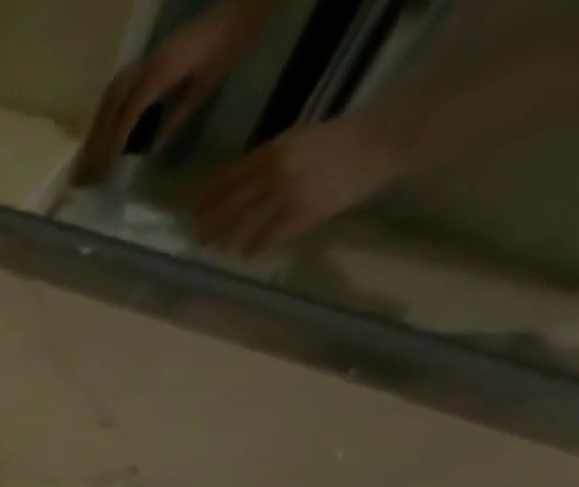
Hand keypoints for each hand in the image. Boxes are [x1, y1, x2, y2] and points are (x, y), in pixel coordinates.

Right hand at [83, 0, 276, 179]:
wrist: (246, 2)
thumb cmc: (231, 43)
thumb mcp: (205, 86)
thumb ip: (176, 118)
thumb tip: (151, 150)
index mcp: (162, 73)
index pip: (128, 113)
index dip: (115, 142)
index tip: (106, 167)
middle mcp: (148, 64)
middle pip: (112, 105)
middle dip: (101, 136)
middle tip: (93, 164)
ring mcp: (149, 56)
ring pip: (112, 94)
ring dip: (101, 122)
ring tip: (96, 147)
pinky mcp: (153, 55)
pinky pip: (122, 84)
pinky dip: (111, 106)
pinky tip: (110, 122)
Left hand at [193, 114, 405, 253]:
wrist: (386, 140)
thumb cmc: (339, 140)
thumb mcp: (298, 140)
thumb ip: (264, 162)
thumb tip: (228, 189)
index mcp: (273, 150)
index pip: (226, 179)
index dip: (206, 199)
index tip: (192, 213)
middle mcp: (275, 173)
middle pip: (227, 207)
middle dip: (208, 226)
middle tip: (197, 239)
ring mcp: (287, 195)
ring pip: (242, 226)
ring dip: (226, 240)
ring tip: (218, 248)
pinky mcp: (301, 214)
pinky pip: (267, 238)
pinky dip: (254, 248)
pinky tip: (247, 253)